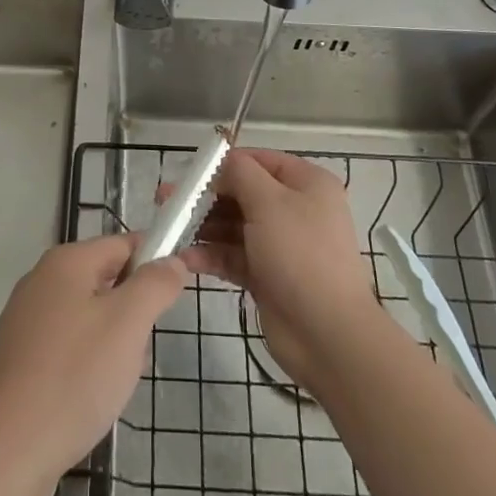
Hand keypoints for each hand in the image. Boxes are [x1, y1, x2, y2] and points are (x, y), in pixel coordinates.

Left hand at [0, 232, 185, 491]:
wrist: (11, 451)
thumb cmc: (76, 375)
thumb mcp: (129, 323)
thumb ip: (155, 284)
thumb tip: (172, 261)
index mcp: (65, 261)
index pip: (122, 244)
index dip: (154, 262)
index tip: (174, 296)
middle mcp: (40, 280)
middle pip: (105, 280)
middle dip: (132, 312)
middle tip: (140, 351)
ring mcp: (24, 320)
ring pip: (87, 317)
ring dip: (111, 342)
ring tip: (115, 382)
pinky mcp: (17, 358)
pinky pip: (66, 346)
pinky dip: (85, 364)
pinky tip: (89, 398)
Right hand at [182, 147, 382, 391]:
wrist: (328, 335)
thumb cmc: (301, 255)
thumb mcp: (269, 203)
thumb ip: (240, 174)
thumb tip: (221, 159)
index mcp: (306, 184)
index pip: (259, 161)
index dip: (224, 163)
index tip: (189, 170)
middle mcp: (295, 209)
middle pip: (242, 193)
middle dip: (205, 196)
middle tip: (166, 199)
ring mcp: (280, 244)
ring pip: (234, 226)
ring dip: (203, 226)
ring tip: (169, 228)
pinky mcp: (267, 275)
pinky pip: (234, 256)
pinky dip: (211, 255)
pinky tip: (186, 259)